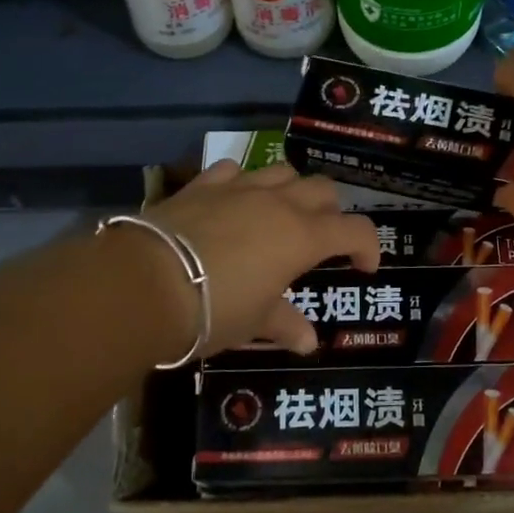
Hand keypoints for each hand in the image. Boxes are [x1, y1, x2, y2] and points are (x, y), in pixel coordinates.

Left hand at [147, 160, 380, 356]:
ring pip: (282, 171)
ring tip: (280, 215)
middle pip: (323, 190)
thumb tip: (309, 342)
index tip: (364, 267)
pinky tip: (233, 200)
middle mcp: (279, 203)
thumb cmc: (213, 310)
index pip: (355, 230)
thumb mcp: (254, 323)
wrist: (145, 284)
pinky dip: (242, 182)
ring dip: (291, 190)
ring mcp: (239, 188)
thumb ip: (285, 325)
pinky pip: (233, 170)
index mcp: (303, 237)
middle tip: (321, 240)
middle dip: (331, 212)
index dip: (368, 246)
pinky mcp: (202, 184)